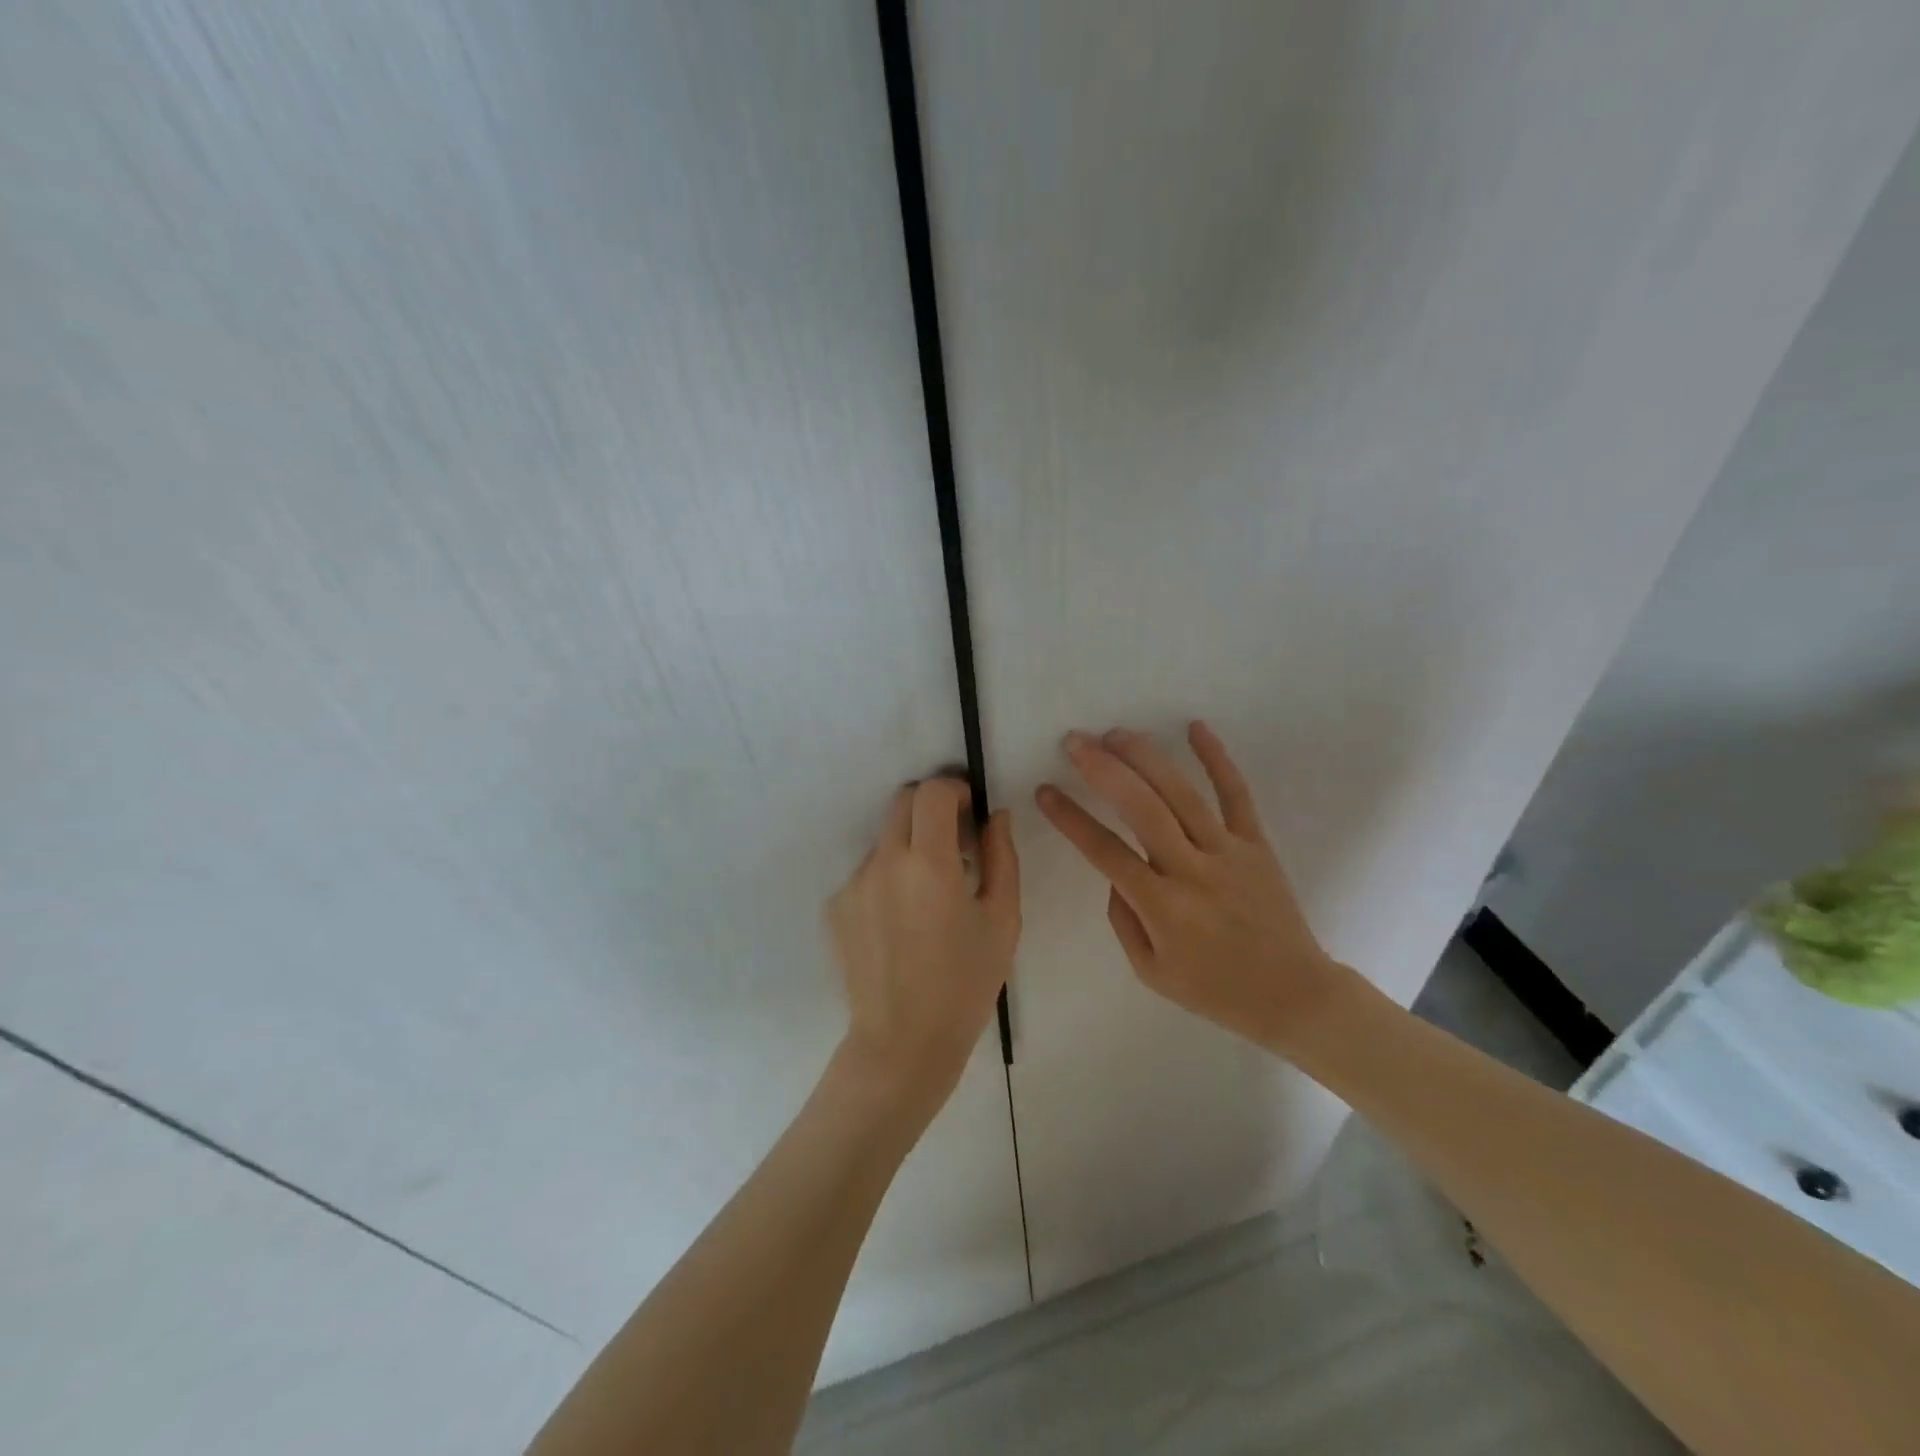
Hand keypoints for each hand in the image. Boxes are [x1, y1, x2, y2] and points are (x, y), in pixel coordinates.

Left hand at [827, 777, 1020, 1117]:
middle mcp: (883, 862)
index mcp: (928, 863)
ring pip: (885, 840)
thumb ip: (1002, 857)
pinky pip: (867, 873)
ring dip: (910, 848)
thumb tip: (995, 815)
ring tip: (928, 898)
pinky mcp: (835, 906)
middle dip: (930, 810)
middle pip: (902, 803)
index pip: (932, 792)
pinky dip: (888, 879)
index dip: (954, 790)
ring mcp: (853, 884)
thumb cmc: (965, 983)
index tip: (969, 812)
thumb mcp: (1002, 920)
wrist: (903, 1042)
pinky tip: (902, 923)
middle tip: (955, 845)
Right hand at [1035, 721, 1352, 1048]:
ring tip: (1116, 733)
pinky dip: (1217, 758)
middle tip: (1075, 742)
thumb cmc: (1215, 990)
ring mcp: (1228, 852)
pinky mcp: (1257, 844)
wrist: (1294, 995)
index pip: (1105, 851)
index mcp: (1162, 907)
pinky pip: (1237, 794)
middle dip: (1104, 770)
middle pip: (1142, 809)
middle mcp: (1192, 871)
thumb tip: (1114, 871)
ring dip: (1146, 758)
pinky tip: (1195, 727)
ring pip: (1182, 794)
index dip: (1070, 819)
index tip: (1045, 791)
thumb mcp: (1151, 971)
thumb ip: (1123, 917)